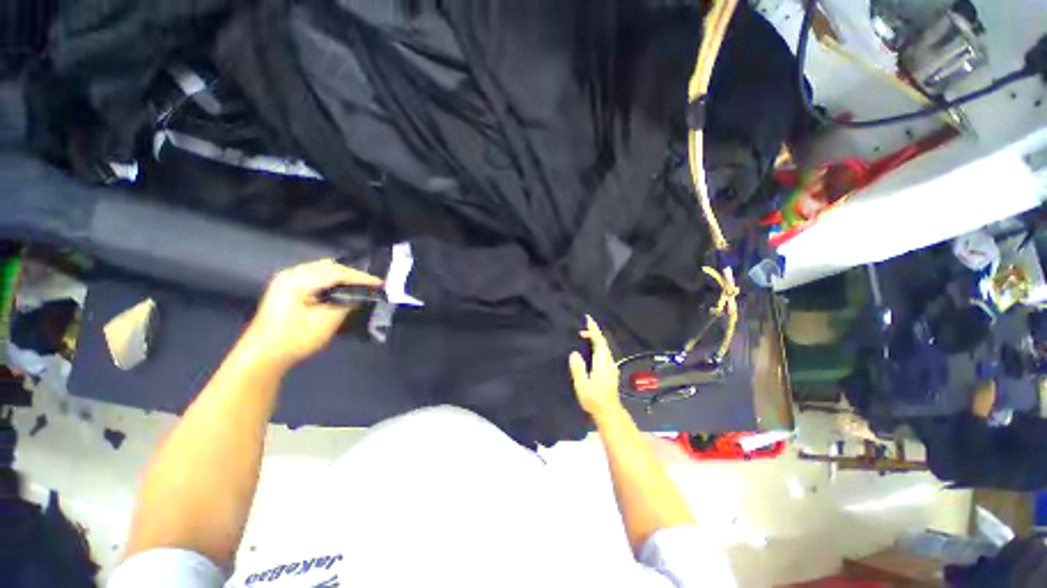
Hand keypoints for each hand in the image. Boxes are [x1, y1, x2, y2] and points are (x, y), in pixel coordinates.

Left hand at [244, 259, 381, 367]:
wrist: (262, 356)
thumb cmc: (294, 339)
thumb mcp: (326, 322)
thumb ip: (346, 303)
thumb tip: (363, 294)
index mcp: (297, 280)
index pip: (336, 272)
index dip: (361, 278)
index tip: (380, 283)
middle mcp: (291, 274)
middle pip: (329, 267)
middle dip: (352, 275)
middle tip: (372, 284)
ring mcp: (286, 280)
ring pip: (322, 270)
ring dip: (343, 277)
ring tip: (360, 286)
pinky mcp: (287, 288)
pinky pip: (315, 277)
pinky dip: (331, 280)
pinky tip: (341, 288)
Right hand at [568, 315, 623, 419]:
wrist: (609, 412)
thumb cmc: (594, 399)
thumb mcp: (582, 384)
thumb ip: (578, 368)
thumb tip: (574, 353)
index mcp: (602, 362)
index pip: (598, 340)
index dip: (593, 329)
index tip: (587, 319)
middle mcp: (609, 361)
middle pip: (602, 342)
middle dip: (593, 332)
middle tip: (581, 330)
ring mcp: (611, 366)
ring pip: (604, 347)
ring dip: (595, 340)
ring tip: (584, 337)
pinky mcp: (611, 371)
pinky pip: (604, 353)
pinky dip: (597, 347)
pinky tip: (591, 351)